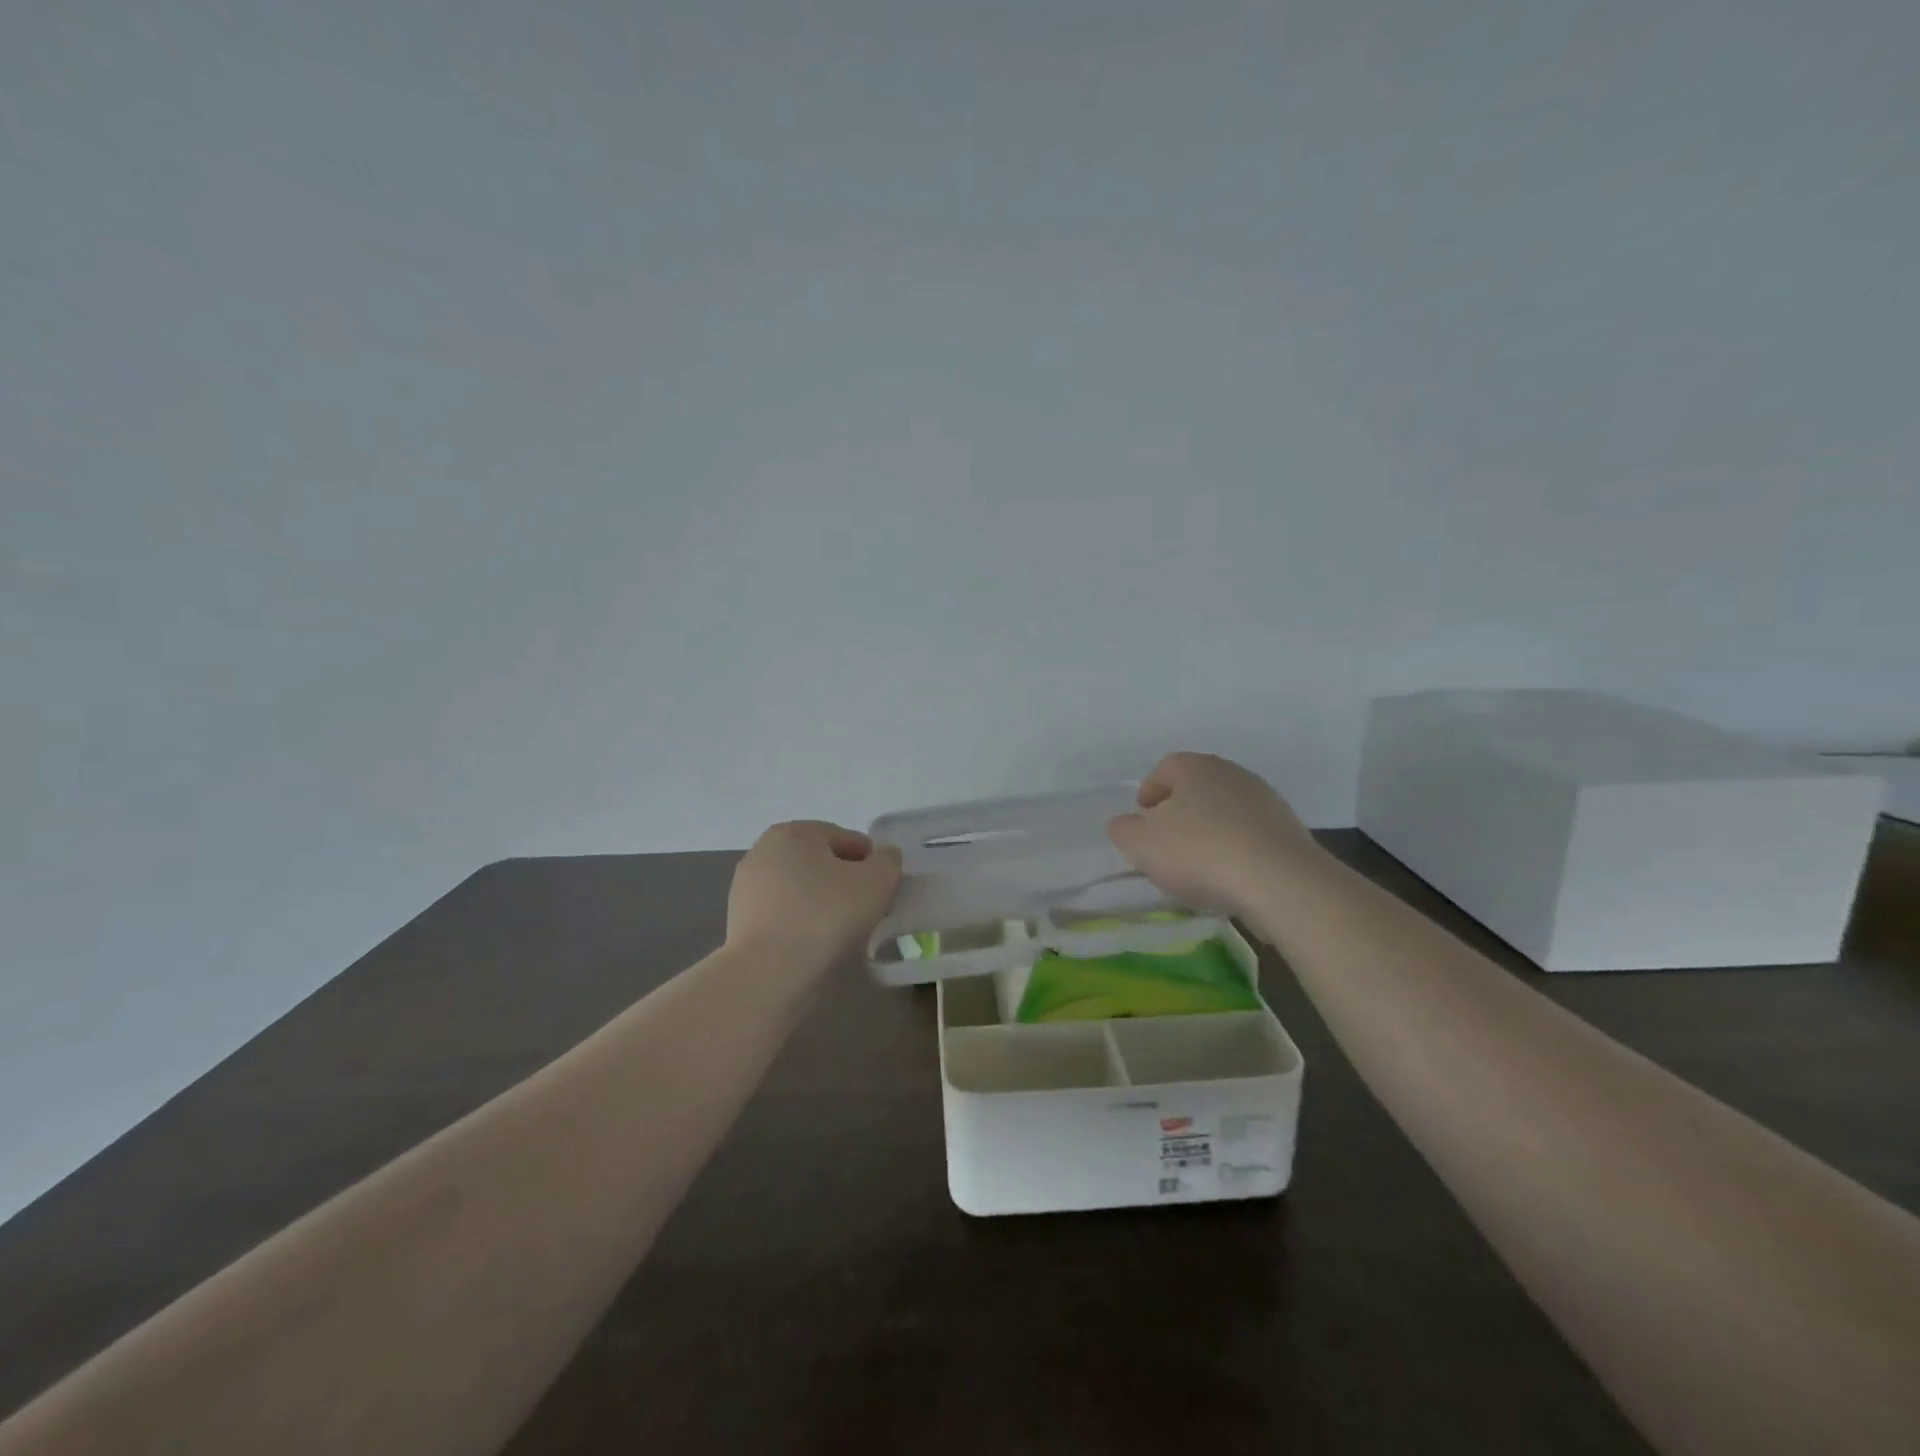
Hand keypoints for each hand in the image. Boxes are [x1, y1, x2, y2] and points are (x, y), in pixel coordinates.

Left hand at [727, 820, 902, 970]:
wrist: (767, 972)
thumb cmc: (825, 916)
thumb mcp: (876, 882)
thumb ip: (888, 861)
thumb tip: (883, 857)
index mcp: (795, 831)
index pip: (848, 840)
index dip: (872, 865)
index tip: (883, 893)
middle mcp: (765, 849)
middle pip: (821, 862)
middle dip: (844, 881)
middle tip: (865, 911)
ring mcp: (747, 885)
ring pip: (800, 888)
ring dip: (821, 902)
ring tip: (840, 932)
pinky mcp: (738, 918)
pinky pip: (782, 912)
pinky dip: (800, 921)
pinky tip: (812, 943)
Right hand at [1106, 752, 1320, 916]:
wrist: (1280, 882)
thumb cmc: (1199, 853)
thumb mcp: (1141, 845)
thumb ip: (1123, 830)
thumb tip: (1124, 824)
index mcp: (1195, 767)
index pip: (1166, 768)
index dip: (1150, 791)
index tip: (1142, 817)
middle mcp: (1232, 774)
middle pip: (1198, 787)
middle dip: (1180, 811)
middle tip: (1166, 841)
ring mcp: (1266, 800)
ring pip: (1226, 811)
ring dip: (1211, 831)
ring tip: (1199, 865)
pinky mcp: (1290, 830)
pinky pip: (1252, 835)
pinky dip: (1237, 849)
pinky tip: (1230, 877)